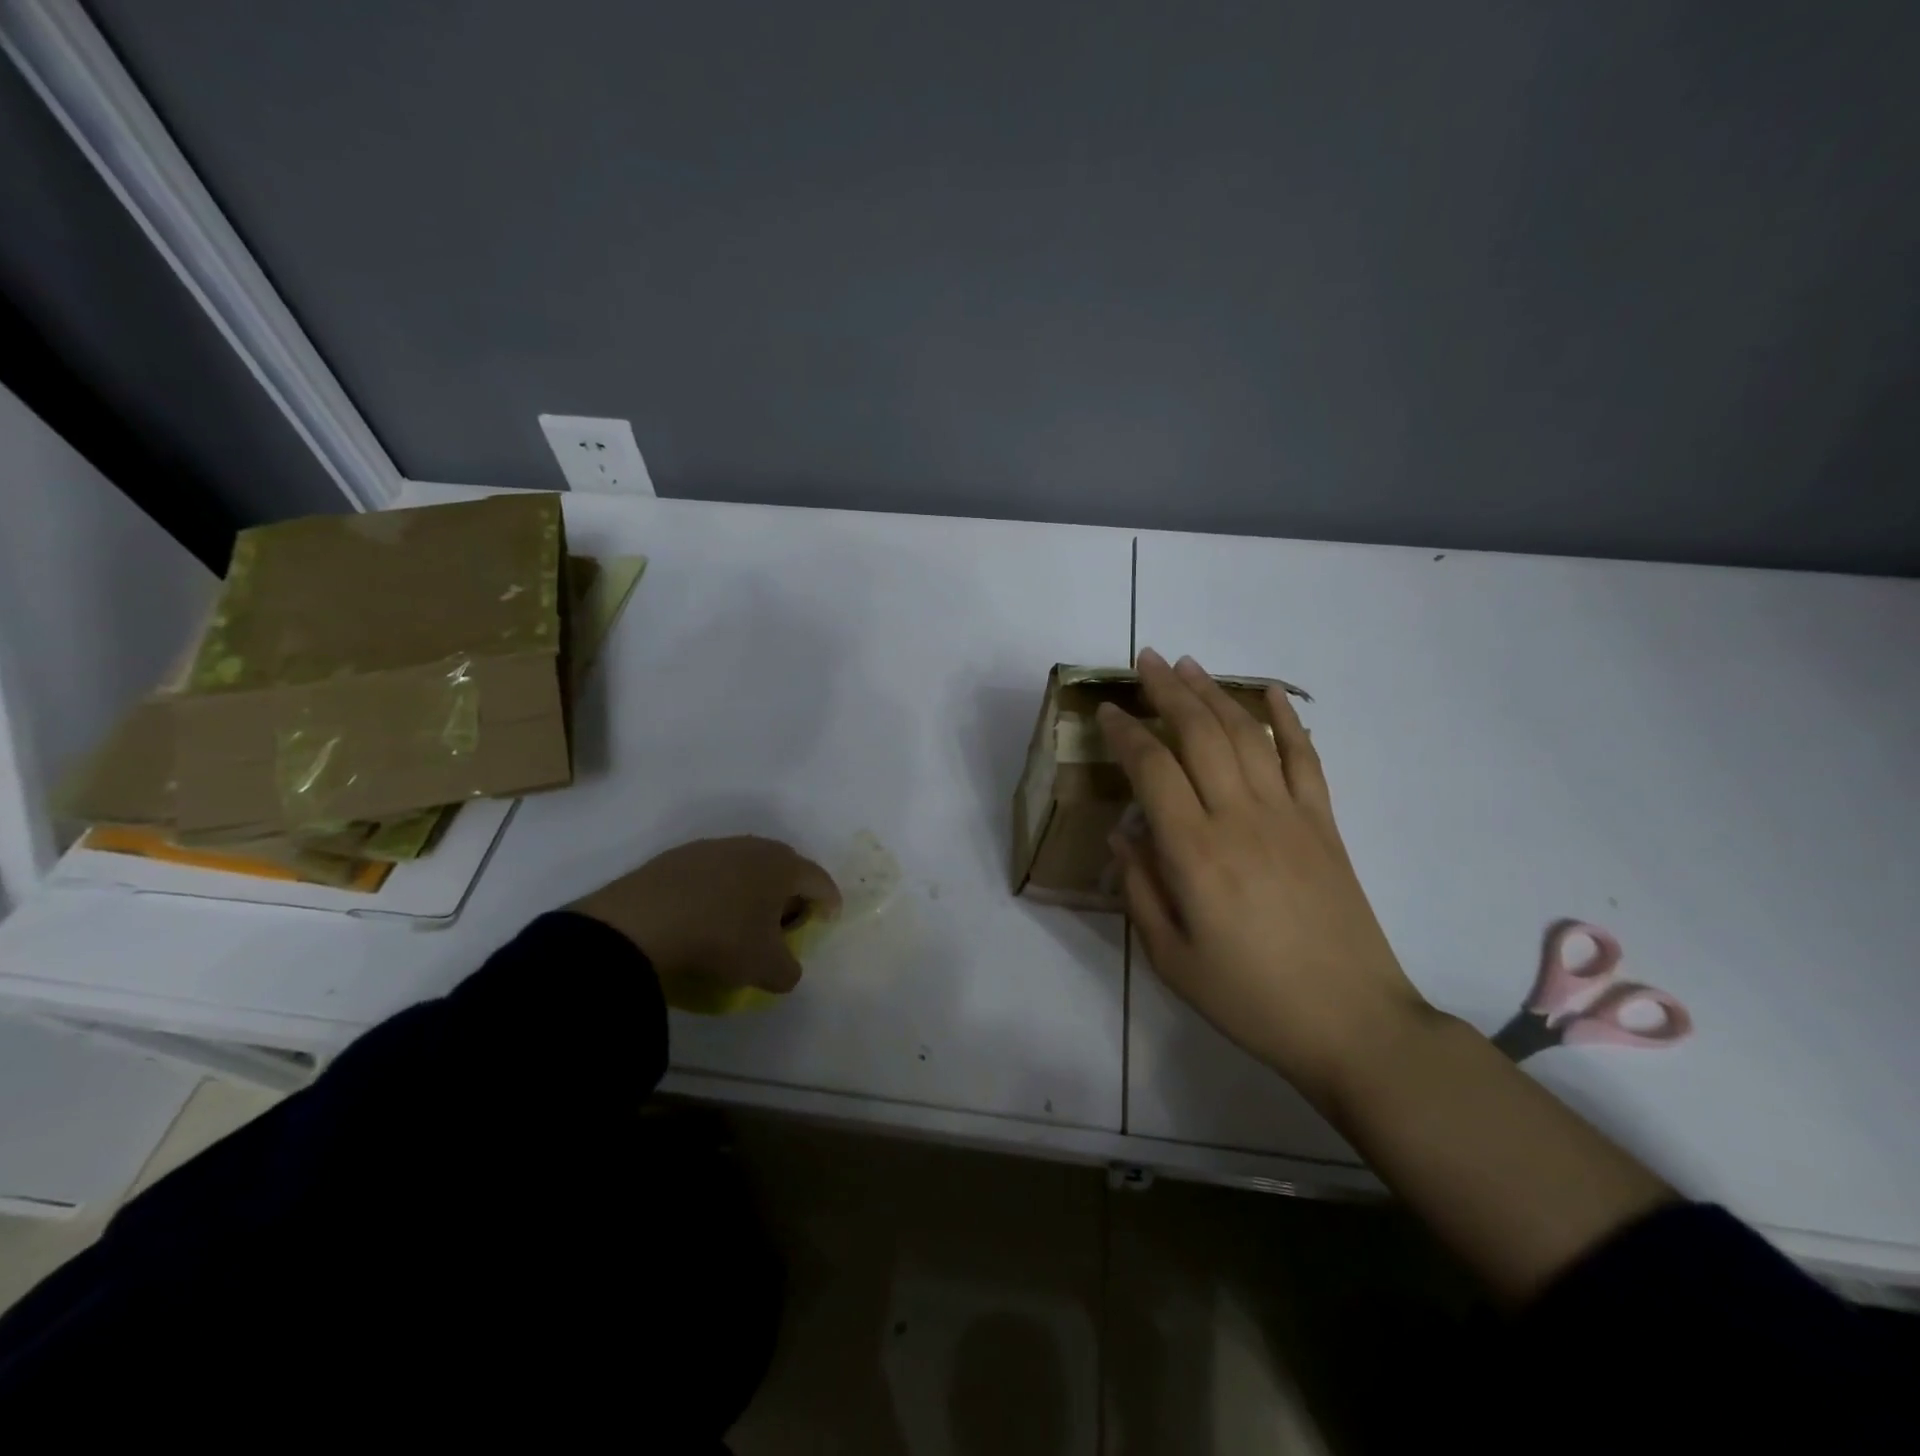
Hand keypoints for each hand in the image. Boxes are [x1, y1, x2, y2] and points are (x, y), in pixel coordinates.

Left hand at [569, 836, 839, 994]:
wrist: (641, 921)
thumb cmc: (721, 938)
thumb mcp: (765, 968)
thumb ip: (789, 971)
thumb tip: (787, 969)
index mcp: (784, 867)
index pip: (820, 880)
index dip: (830, 902)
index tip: (827, 921)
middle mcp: (755, 847)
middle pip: (786, 867)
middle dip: (792, 893)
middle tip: (787, 921)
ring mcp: (715, 847)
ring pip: (748, 866)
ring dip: (754, 889)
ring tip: (744, 918)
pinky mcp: (680, 856)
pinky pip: (714, 872)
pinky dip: (720, 889)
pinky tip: (706, 914)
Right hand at [1098, 649, 1433, 1103]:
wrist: (1353, 1024)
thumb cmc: (1250, 998)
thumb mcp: (1172, 958)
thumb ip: (1140, 890)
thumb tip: (1124, 833)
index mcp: (1195, 853)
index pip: (1153, 770)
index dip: (1126, 733)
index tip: (1107, 711)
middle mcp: (1240, 818)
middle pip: (1200, 734)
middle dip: (1168, 692)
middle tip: (1145, 661)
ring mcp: (1289, 815)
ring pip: (1246, 735)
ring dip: (1214, 694)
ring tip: (1188, 665)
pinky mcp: (1324, 824)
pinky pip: (1304, 758)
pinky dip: (1286, 720)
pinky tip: (1267, 694)